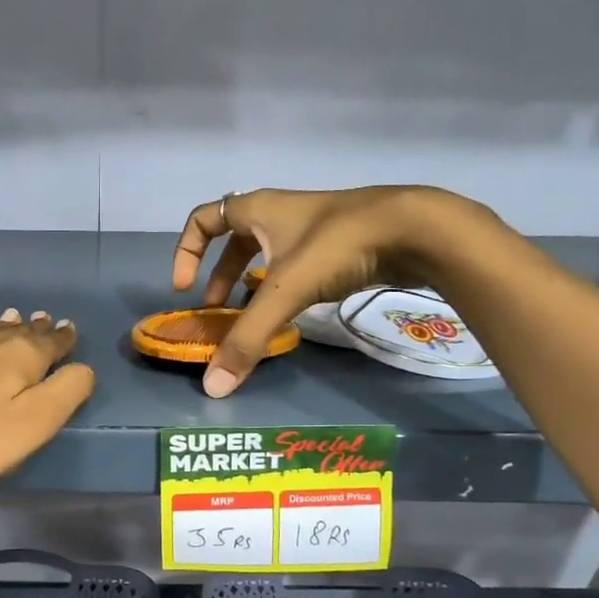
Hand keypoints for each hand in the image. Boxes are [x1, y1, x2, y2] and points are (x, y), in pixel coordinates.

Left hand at [0, 309, 94, 497]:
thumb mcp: (33, 426)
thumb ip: (65, 392)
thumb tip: (82, 366)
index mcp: (16, 358)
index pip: (49, 341)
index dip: (62, 337)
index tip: (69, 329)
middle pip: (12, 331)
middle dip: (31, 327)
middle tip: (42, 319)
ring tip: (8, 320)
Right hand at [173, 186, 487, 396]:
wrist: (414, 229)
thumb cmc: (337, 246)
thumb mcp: (284, 291)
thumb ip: (247, 338)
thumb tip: (212, 387)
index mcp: (257, 210)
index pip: (203, 218)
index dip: (185, 251)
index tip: (184, 287)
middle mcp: (280, 215)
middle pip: (233, 240)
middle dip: (219, 275)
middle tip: (215, 308)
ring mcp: (311, 230)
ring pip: (266, 254)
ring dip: (250, 283)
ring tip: (249, 316)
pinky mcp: (336, 246)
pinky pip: (294, 266)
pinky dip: (282, 287)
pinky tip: (289, 314)